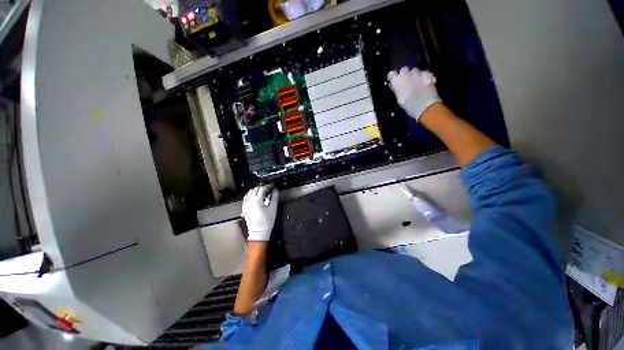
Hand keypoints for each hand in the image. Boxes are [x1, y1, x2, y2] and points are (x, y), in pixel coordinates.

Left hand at [242, 185, 278, 241]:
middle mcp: (250, 201)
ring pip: (249, 193)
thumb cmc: (267, 221)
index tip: (272, 186)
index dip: (268, 186)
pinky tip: (255, 197)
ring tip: (262, 192)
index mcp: (257, 200)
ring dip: (255, 190)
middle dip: (261, 187)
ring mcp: (246, 205)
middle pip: (254, 189)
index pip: (262, 188)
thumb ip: (274, 197)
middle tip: (268, 189)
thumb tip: (275, 190)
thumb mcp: (273, 208)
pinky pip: (246, 198)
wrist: (258, 232)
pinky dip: (250, 195)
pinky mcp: (244, 208)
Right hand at [388, 67, 440, 121]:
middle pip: (403, 70)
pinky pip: (424, 73)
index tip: (394, 81)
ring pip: (414, 70)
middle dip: (405, 74)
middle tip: (406, 82)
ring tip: (417, 83)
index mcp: (397, 81)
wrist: (425, 106)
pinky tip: (425, 83)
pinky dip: (424, 77)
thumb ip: (396, 89)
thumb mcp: (399, 99)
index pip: (391, 74)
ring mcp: (418, 73)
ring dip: (415, 75)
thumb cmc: (409, 105)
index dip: (393, 77)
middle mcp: (406, 74)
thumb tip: (394, 85)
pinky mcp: (428, 74)